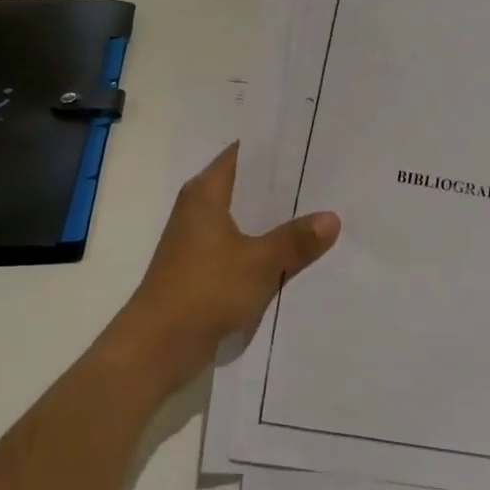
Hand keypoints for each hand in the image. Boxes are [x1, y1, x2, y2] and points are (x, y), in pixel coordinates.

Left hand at [112, 144, 340, 395]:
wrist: (158, 345)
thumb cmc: (204, 290)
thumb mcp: (259, 263)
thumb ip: (296, 239)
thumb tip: (332, 217)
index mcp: (205, 193)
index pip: (243, 154)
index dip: (275, 148)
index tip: (311, 143)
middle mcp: (199, 209)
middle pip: (247, 187)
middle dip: (283, 186)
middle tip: (328, 179)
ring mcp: (199, 241)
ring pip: (246, 220)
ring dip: (275, 221)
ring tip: (322, 211)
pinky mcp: (203, 269)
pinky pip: (241, 248)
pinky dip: (264, 248)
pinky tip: (297, 254)